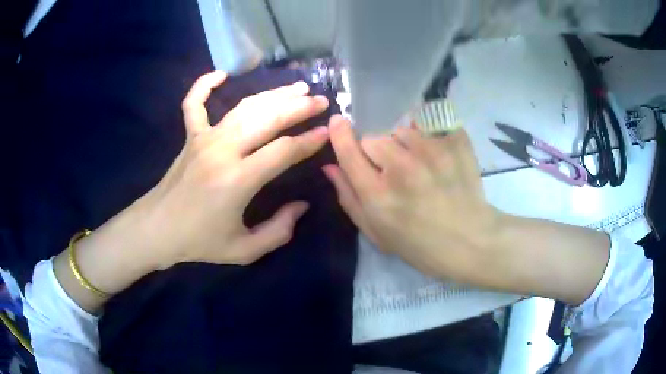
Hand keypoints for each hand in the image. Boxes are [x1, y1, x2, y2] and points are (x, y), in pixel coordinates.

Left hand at [136, 71, 329, 268]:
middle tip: (320, 101)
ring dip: (272, 94)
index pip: (283, 150)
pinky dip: (204, 85)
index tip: (326, 133)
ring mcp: (204, 139)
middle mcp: (222, 150)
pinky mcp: (190, 137)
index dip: (309, 141)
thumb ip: (278, 231)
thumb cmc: (199, 242)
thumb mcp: (244, 250)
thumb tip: (301, 206)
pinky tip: (220, 74)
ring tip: (296, 87)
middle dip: (298, 107)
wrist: (157, 229)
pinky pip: (194, 103)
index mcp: (237, 180)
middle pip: (268, 118)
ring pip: (244, 107)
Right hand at [323, 116, 500, 283]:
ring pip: (400, 131)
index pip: (348, 152)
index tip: (336, 122)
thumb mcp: (376, 233)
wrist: (471, 242)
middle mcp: (402, 168)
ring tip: (418, 165)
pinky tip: (436, 156)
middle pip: (373, 138)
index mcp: (378, 195)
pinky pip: (428, 126)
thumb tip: (330, 167)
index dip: (339, 134)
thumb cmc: (420, 245)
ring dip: (403, 144)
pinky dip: (427, 136)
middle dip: (376, 152)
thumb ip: (349, 198)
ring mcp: (431, 152)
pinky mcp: (454, 143)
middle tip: (392, 171)